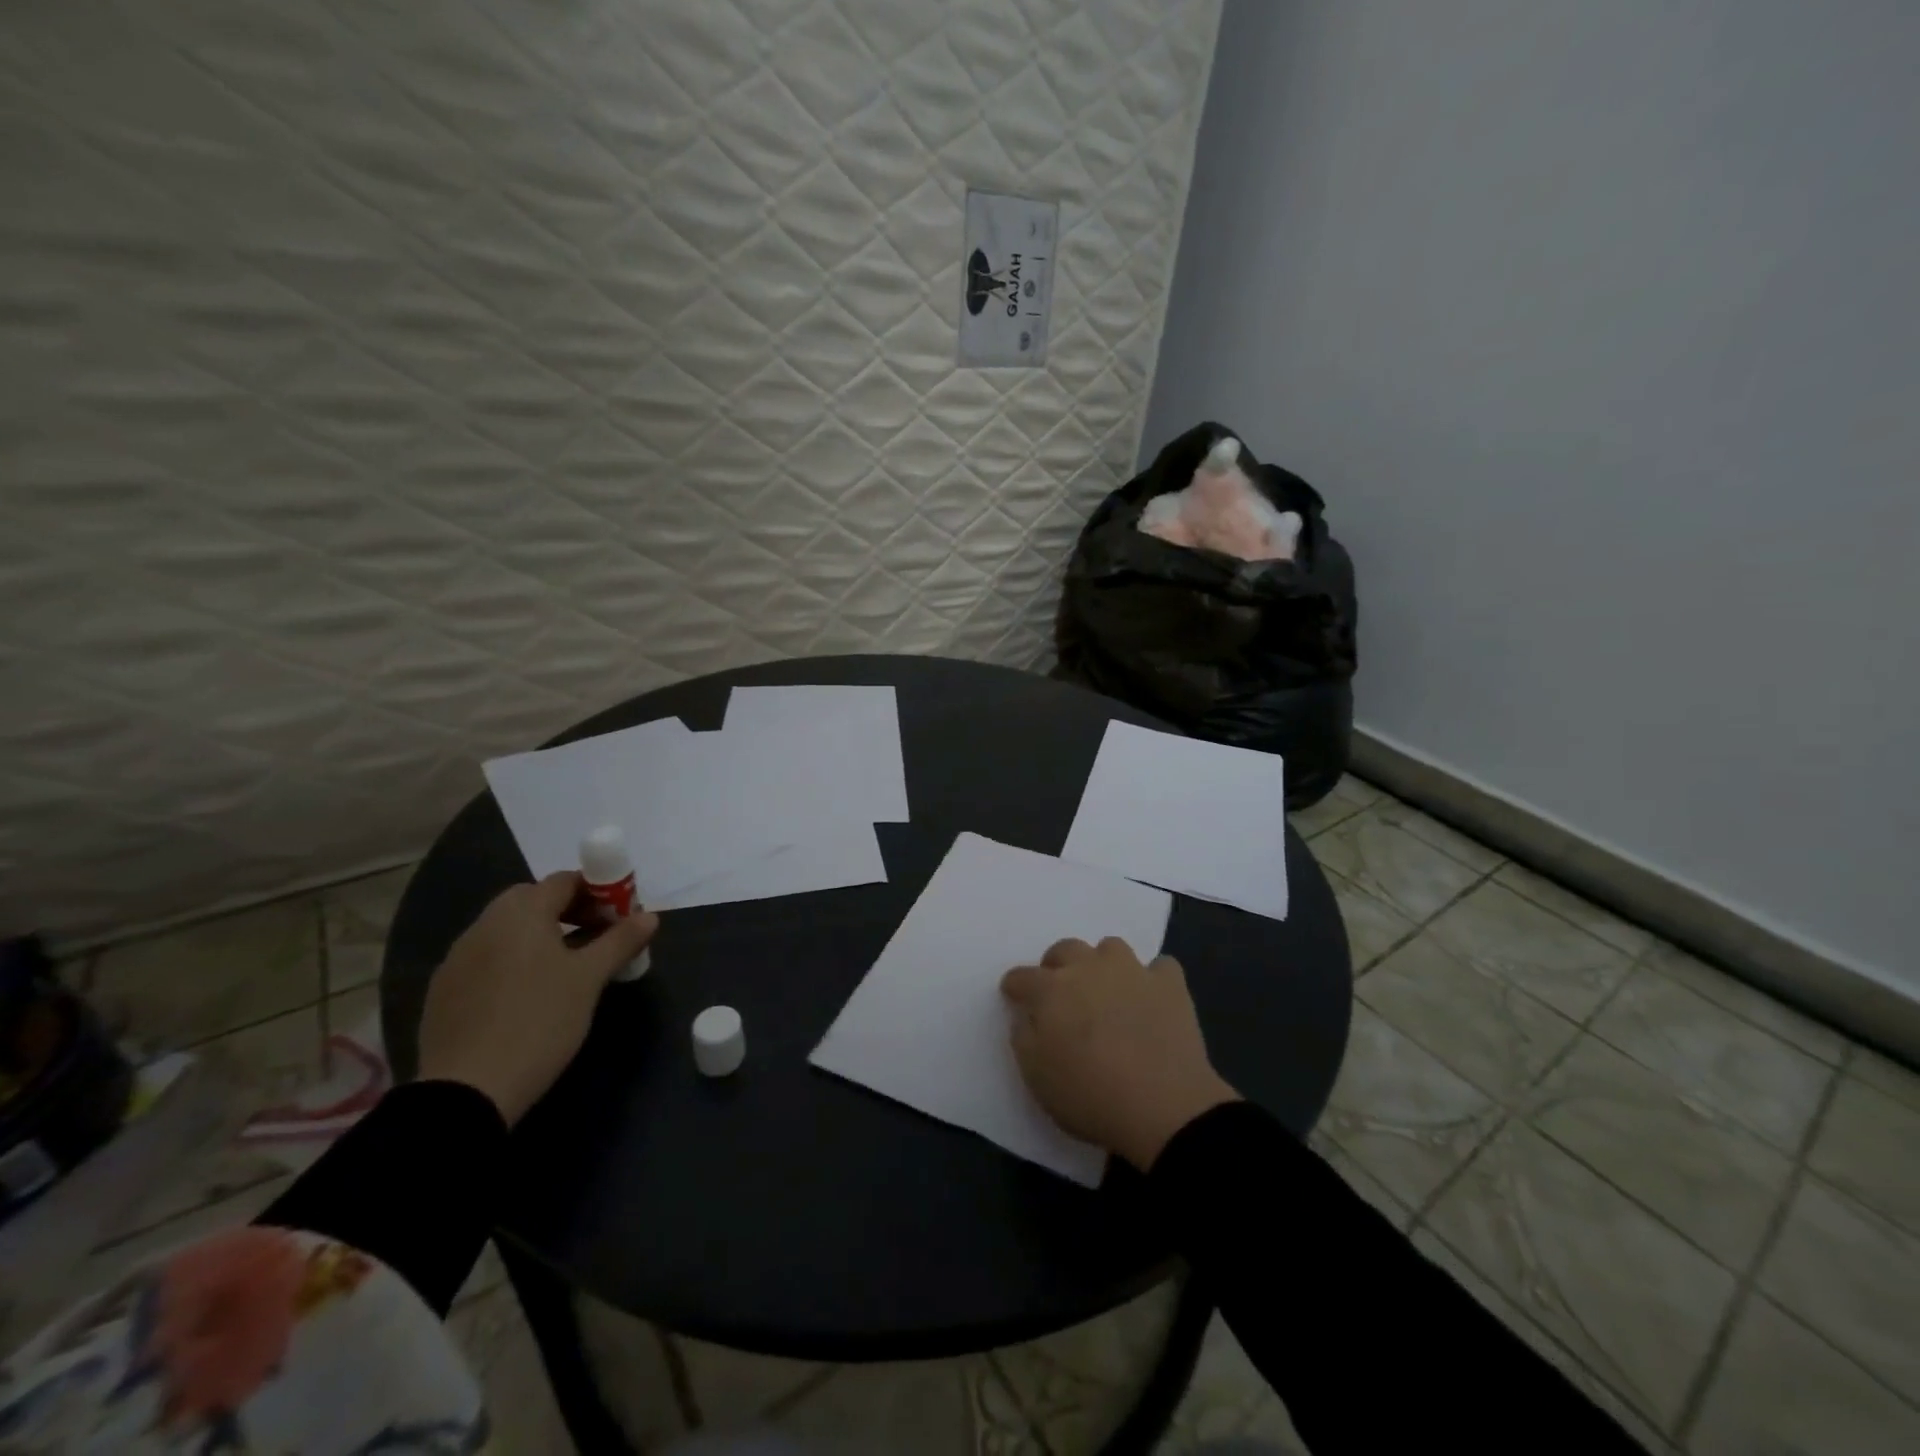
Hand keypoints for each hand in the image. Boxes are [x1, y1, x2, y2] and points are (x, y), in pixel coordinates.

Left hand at [416, 873, 657, 1126]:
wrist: (466, 1090)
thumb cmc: (539, 1021)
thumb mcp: (590, 979)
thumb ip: (620, 941)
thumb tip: (650, 916)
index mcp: (521, 912)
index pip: (566, 881)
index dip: (599, 891)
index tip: (620, 917)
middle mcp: (485, 924)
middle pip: (534, 900)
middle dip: (569, 911)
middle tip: (597, 938)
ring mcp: (458, 957)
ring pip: (509, 931)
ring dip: (541, 936)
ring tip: (567, 969)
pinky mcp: (444, 990)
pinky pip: (488, 958)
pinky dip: (514, 962)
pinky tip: (528, 995)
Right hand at [1002, 938, 1238, 1171]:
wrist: (1163, 1109)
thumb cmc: (1090, 1096)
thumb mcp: (1036, 1078)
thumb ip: (1024, 1038)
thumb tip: (1028, 1016)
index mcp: (1051, 990)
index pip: (1021, 977)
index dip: (1015, 987)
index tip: (1014, 998)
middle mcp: (1089, 968)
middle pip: (1065, 949)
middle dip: (1057, 966)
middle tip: (1062, 995)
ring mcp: (1132, 971)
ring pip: (1110, 948)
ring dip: (1103, 965)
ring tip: (1107, 992)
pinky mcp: (1170, 984)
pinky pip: (1159, 967)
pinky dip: (1152, 980)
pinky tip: (1151, 1000)